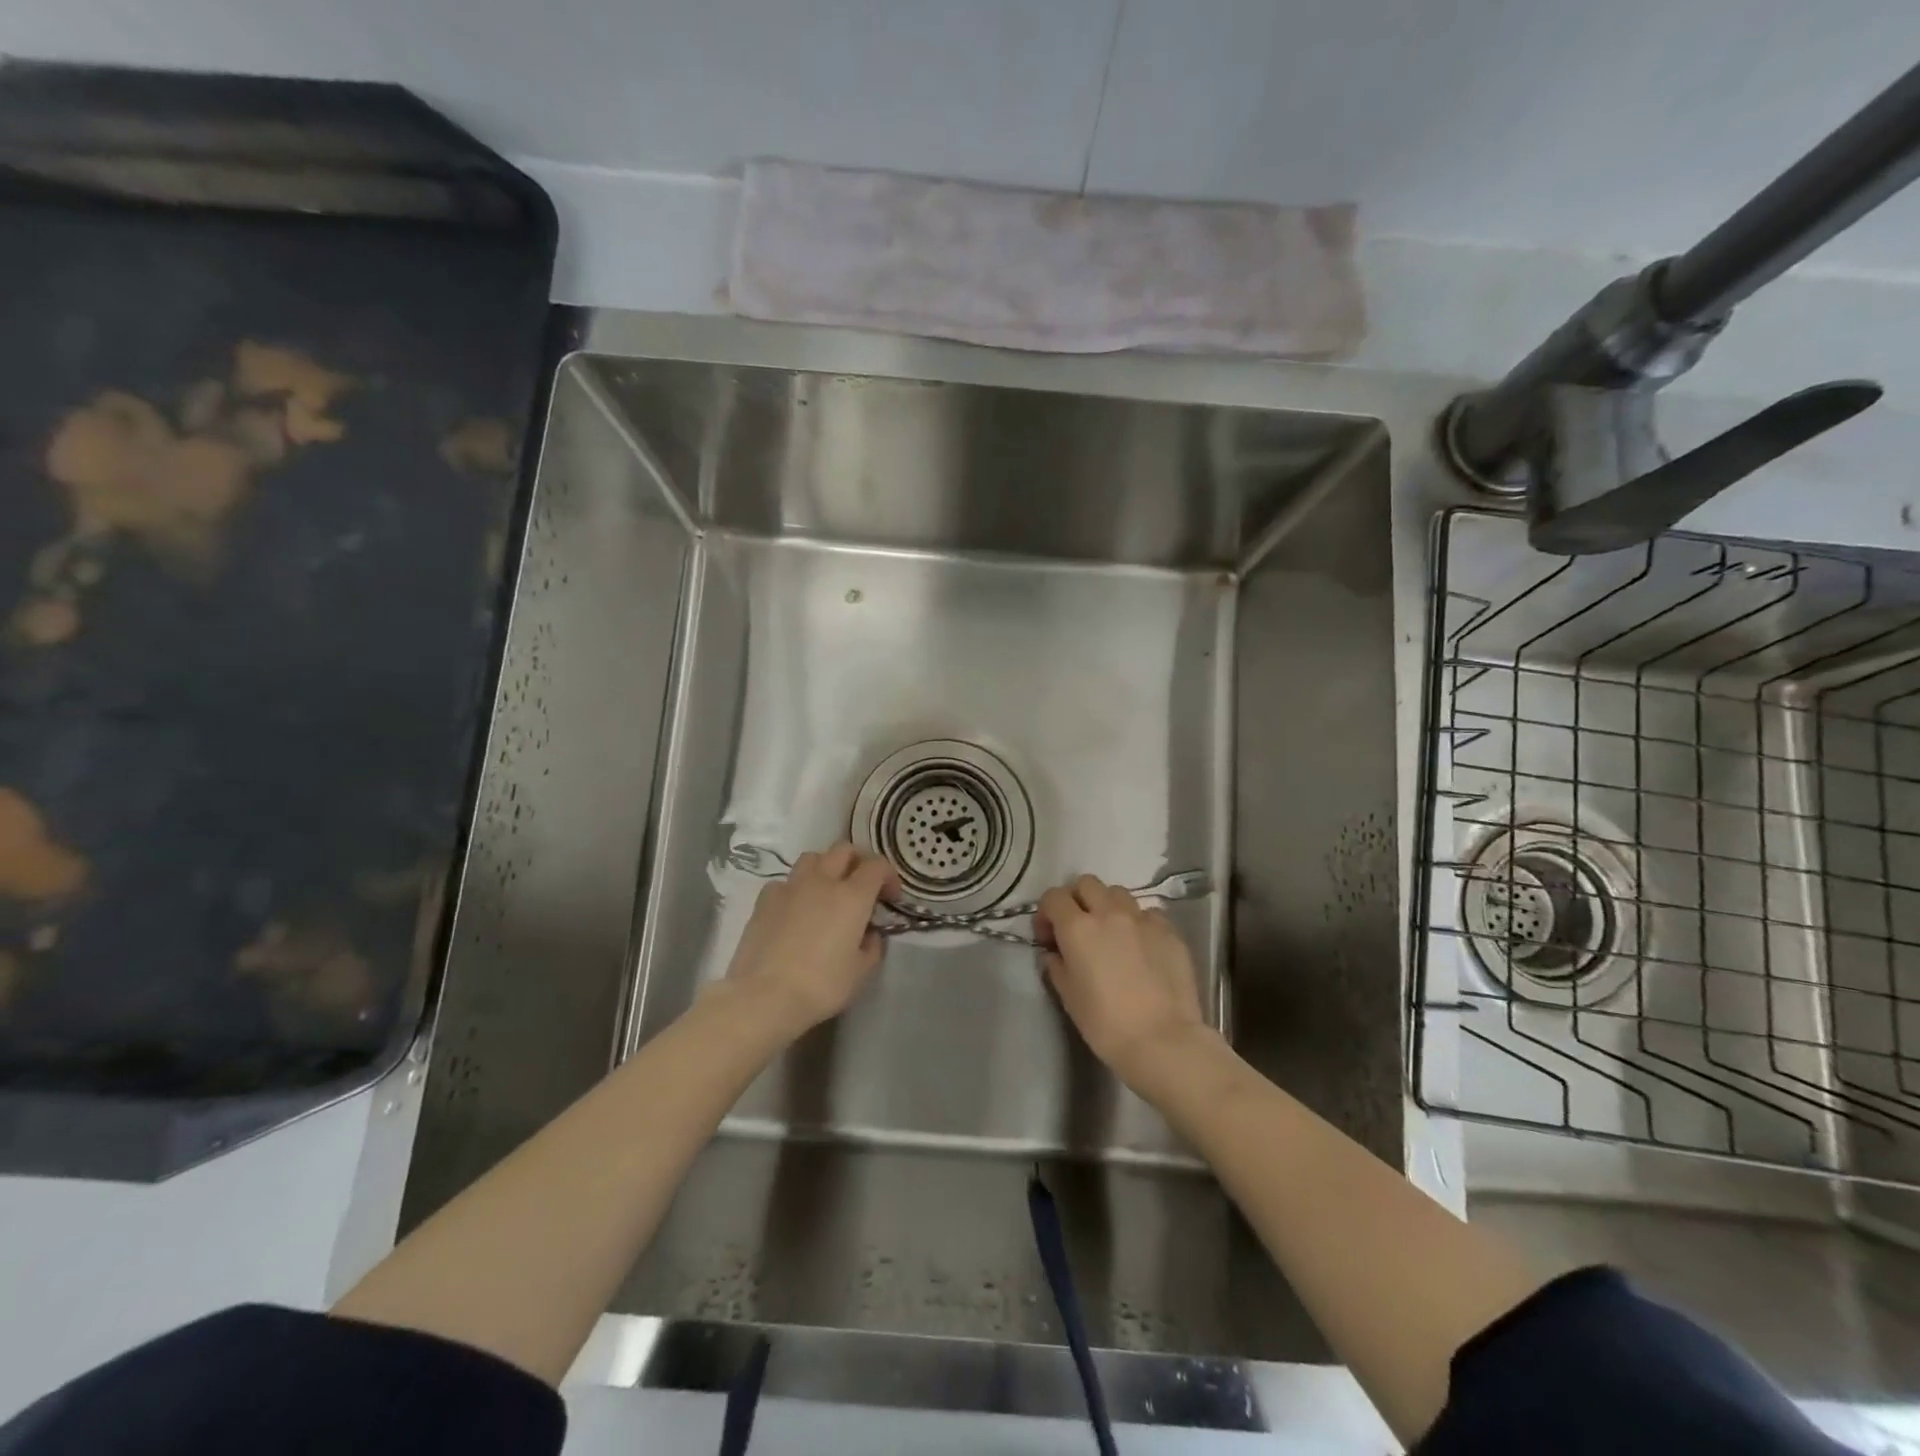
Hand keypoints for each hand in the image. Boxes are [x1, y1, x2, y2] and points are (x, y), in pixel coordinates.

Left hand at [724, 843, 898, 1037]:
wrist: (764, 996)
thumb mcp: (861, 973)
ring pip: (812, 858)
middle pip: (844, 850)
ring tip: (827, 891)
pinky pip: (786, 881)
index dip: (889, 877)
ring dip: (826, 867)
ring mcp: (790, 887)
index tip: (890, 898)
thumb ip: (872, 947)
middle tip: (862, 886)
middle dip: (859, 861)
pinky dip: (796, 888)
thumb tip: (869, 934)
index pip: (877, 866)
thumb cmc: (821, 985)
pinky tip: (795, 909)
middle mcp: (822, 881)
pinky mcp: (764, 900)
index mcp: (852, 896)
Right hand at [1036, 874, 1210, 1086]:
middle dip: (1077, 900)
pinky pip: (1148, 914)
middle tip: (1078, 928)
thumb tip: (1053, 954)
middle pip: (1086, 884)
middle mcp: (1109, 913)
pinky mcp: (1170, 932)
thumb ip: (1056, 967)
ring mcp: (1143, 919)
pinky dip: (1138, 923)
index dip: (1046, 913)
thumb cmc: (1106, 1025)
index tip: (1049, 937)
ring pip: (1118, 893)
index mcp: (1078, 928)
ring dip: (1108, 906)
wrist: (1164, 1042)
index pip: (1053, 897)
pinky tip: (1141, 946)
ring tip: (1111, 933)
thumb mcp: (1069, 998)